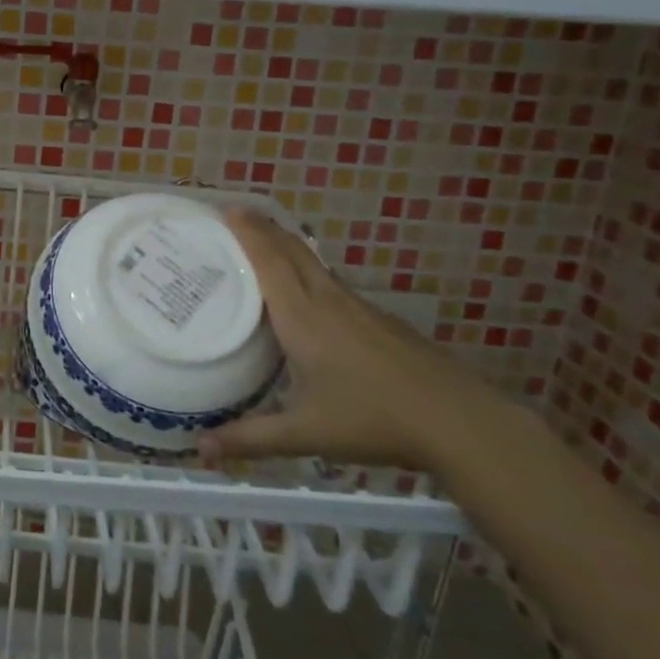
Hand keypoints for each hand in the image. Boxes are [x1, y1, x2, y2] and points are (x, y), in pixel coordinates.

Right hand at [197, 210, 504, 469]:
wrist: (459, 421)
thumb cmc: (373, 418)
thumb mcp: (305, 432)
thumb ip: (250, 438)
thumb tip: (201, 450)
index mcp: (303, 317)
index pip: (270, 261)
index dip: (248, 232)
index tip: (226, 208)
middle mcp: (328, 301)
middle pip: (293, 251)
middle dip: (264, 228)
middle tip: (236, 214)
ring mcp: (359, 308)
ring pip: (315, 264)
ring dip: (287, 246)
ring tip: (264, 245)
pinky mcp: (379, 320)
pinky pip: (332, 282)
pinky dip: (308, 271)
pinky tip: (308, 294)